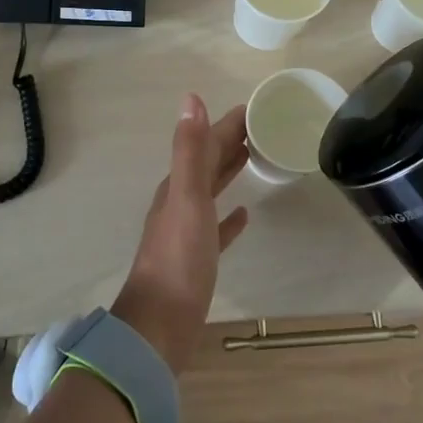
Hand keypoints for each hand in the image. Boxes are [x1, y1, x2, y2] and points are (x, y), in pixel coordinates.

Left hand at [111, 95, 250, 372]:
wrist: (161, 324)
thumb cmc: (179, 259)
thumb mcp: (187, 198)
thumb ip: (189, 150)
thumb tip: (191, 99)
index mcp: (178, 186)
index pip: (205, 144)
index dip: (227, 125)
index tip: (255, 109)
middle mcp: (180, 203)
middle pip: (208, 163)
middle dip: (230, 142)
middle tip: (261, 128)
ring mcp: (187, 232)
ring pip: (211, 191)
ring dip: (229, 172)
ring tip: (253, 158)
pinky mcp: (197, 259)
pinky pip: (216, 229)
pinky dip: (230, 218)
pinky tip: (245, 215)